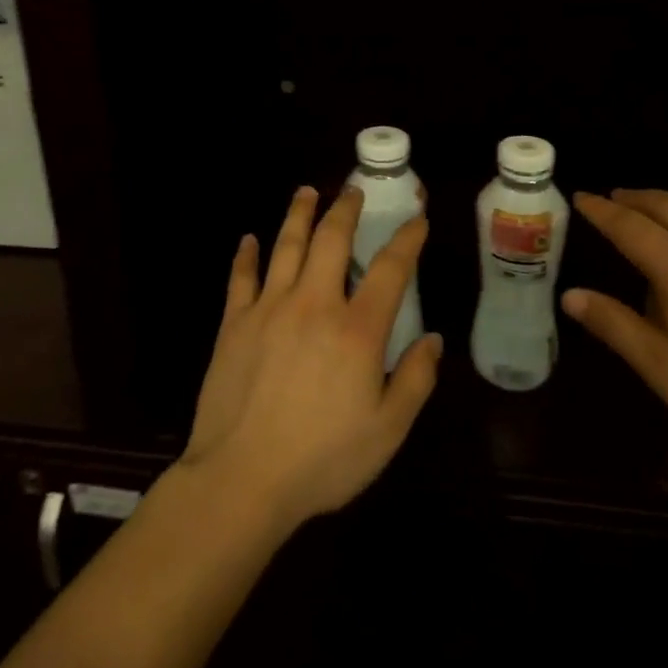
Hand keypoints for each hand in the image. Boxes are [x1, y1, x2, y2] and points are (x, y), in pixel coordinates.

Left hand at [182, 185, 443, 532]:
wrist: (242, 477)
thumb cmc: (322, 460)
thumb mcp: (387, 431)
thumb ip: (415, 381)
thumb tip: (433, 339)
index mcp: (357, 330)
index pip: (389, 269)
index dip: (406, 239)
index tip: (416, 219)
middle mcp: (314, 304)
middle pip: (331, 240)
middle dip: (345, 208)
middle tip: (352, 189)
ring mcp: (269, 308)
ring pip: (286, 245)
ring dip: (299, 214)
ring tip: (307, 191)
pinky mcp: (234, 323)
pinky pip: (241, 277)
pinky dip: (246, 255)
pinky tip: (249, 239)